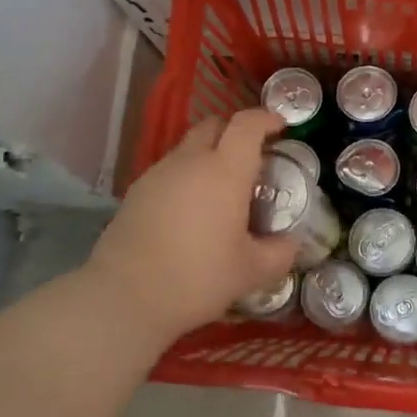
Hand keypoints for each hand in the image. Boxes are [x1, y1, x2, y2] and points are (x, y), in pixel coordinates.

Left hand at [83, 110, 299, 346]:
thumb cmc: (198, 278)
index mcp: (224, 172)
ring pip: (188, 147)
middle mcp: (189, 162)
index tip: (280, 126)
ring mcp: (157, 175)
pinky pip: (169, 171)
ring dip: (209, 154)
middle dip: (235, 130)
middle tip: (253, 155)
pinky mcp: (135, 193)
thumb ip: (280, 252)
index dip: (266, 118)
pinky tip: (193, 209)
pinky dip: (187, 176)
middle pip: (213, 125)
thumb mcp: (252, 271)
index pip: (246, 125)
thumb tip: (290, 242)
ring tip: (223, 187)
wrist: (126, 297)